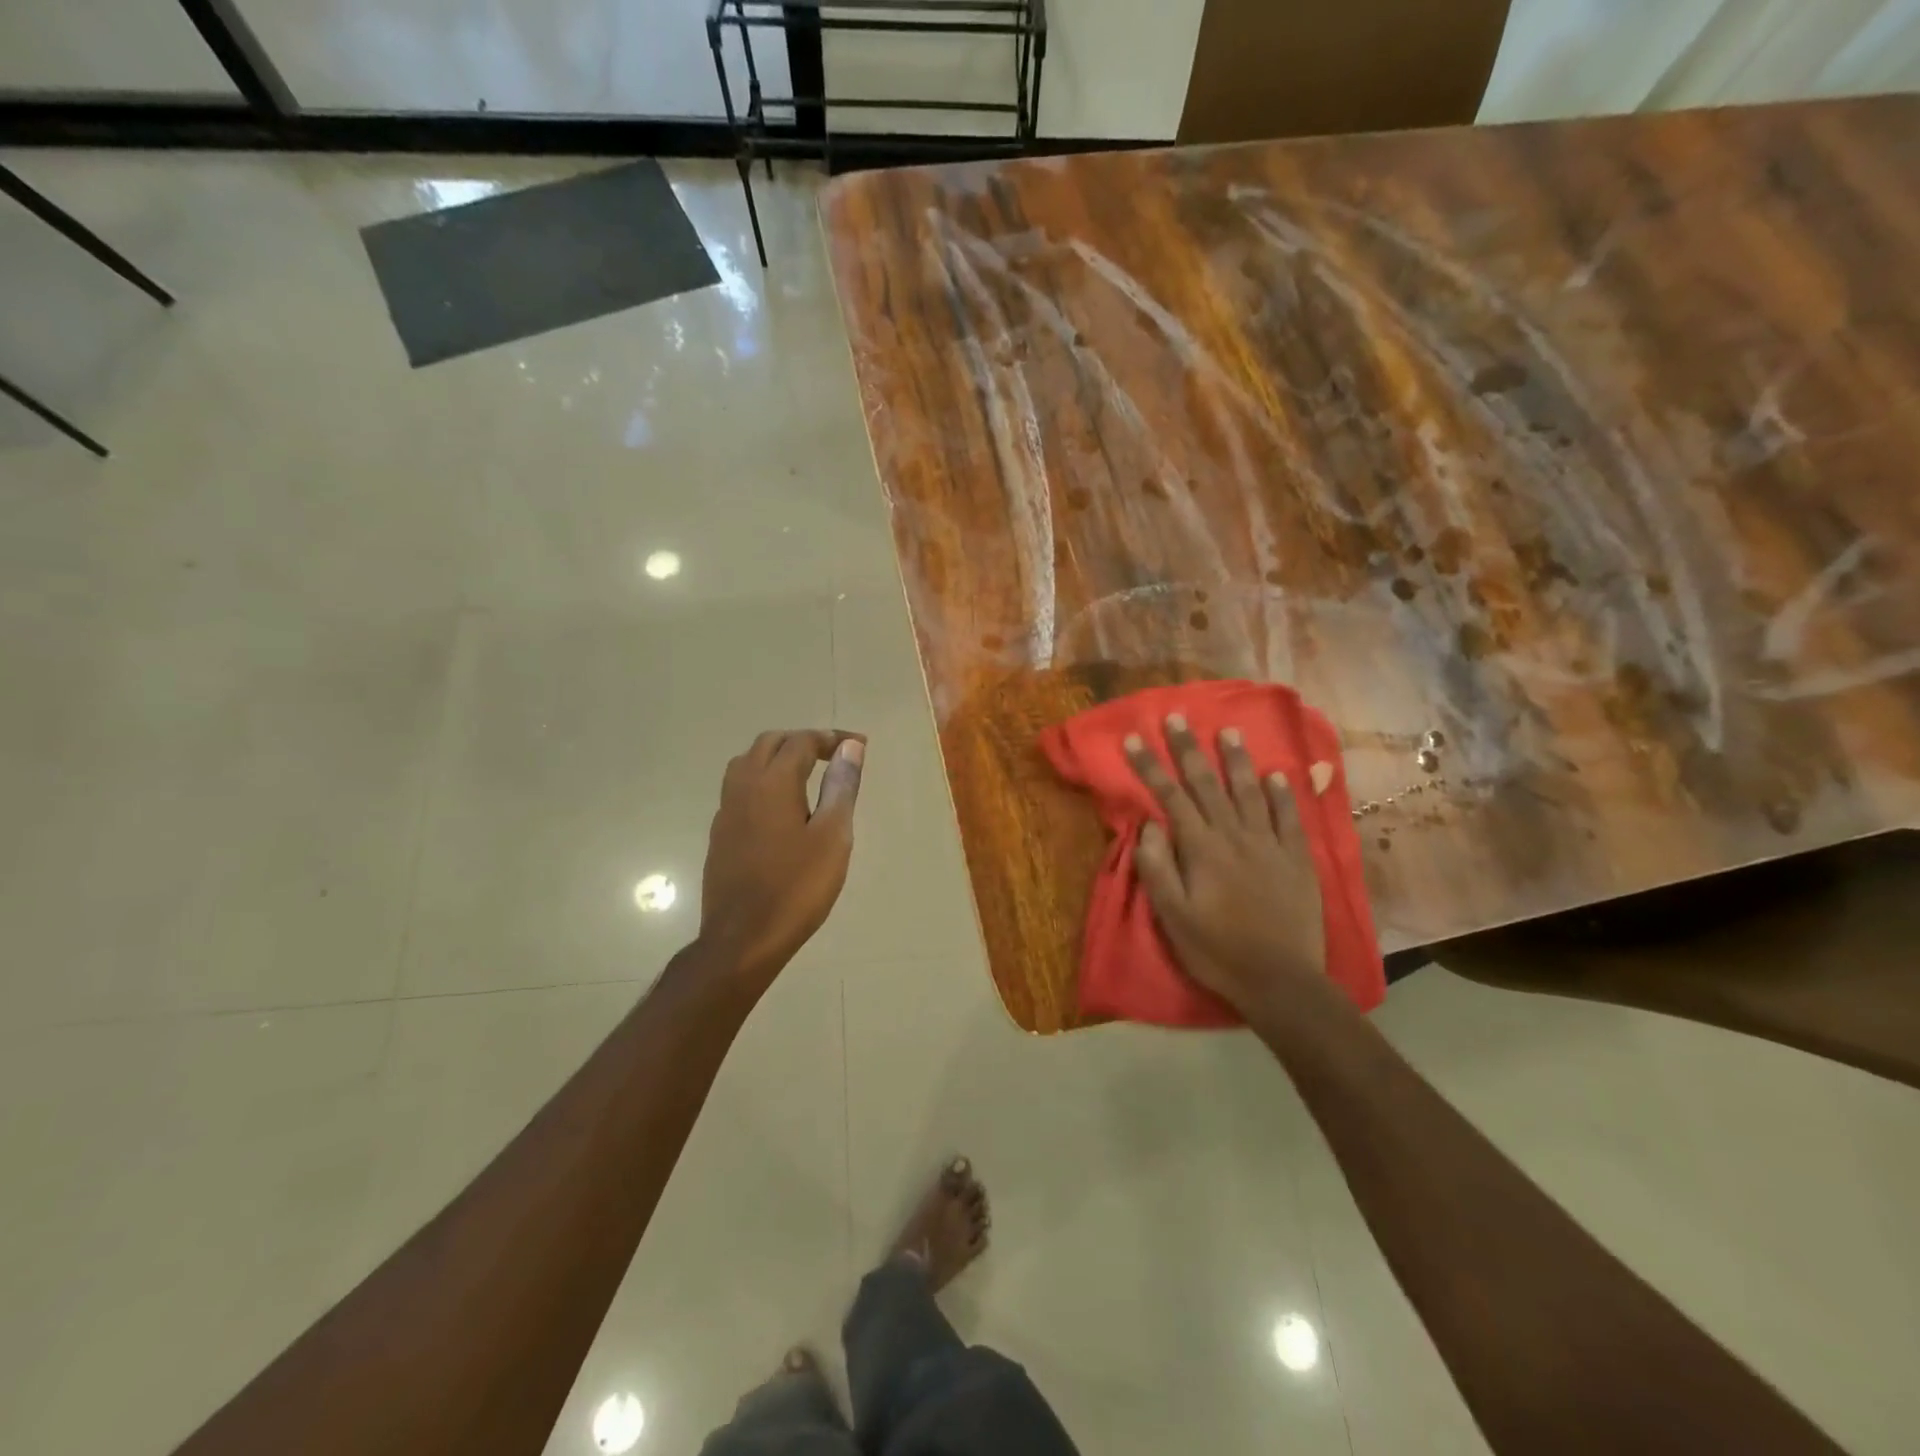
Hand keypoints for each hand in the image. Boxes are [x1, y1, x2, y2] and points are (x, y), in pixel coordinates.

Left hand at [699, 730, 864, 983]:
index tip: (859, 746)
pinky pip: (739, 789)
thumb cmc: (797, 887)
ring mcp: (726, 811)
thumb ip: (840, 787)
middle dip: (802, 741)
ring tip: (806, 774)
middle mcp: (743, 786)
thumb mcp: (832, 836)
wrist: (743, 938)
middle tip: (834, 756)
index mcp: (772, 782)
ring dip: (777, 757)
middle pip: (769, 743)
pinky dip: (763, 781)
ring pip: (747, 763)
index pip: (801, 741)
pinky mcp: (720, 834)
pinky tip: (781, 807)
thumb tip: (849, 748)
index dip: (832, 738)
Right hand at [1125, 714, 1327, 1015]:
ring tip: (1228, 731)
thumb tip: (1149, 824)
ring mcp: (1270, 844)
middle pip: (1207, 784)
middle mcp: (1235, 835)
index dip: (1149, 766)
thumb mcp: (1172, 916)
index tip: (1133, 738)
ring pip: (1249, 791)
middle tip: (1178, 717)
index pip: (1170, 796)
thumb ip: (1157, 867)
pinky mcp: (1298, 859)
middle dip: (1189, 748)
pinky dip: (1282, 793)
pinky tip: (1277, 775)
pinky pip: (1289, 817)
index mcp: (1201, 848)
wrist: (1280, 981)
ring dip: (1236, 760)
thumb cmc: (1216, 950)